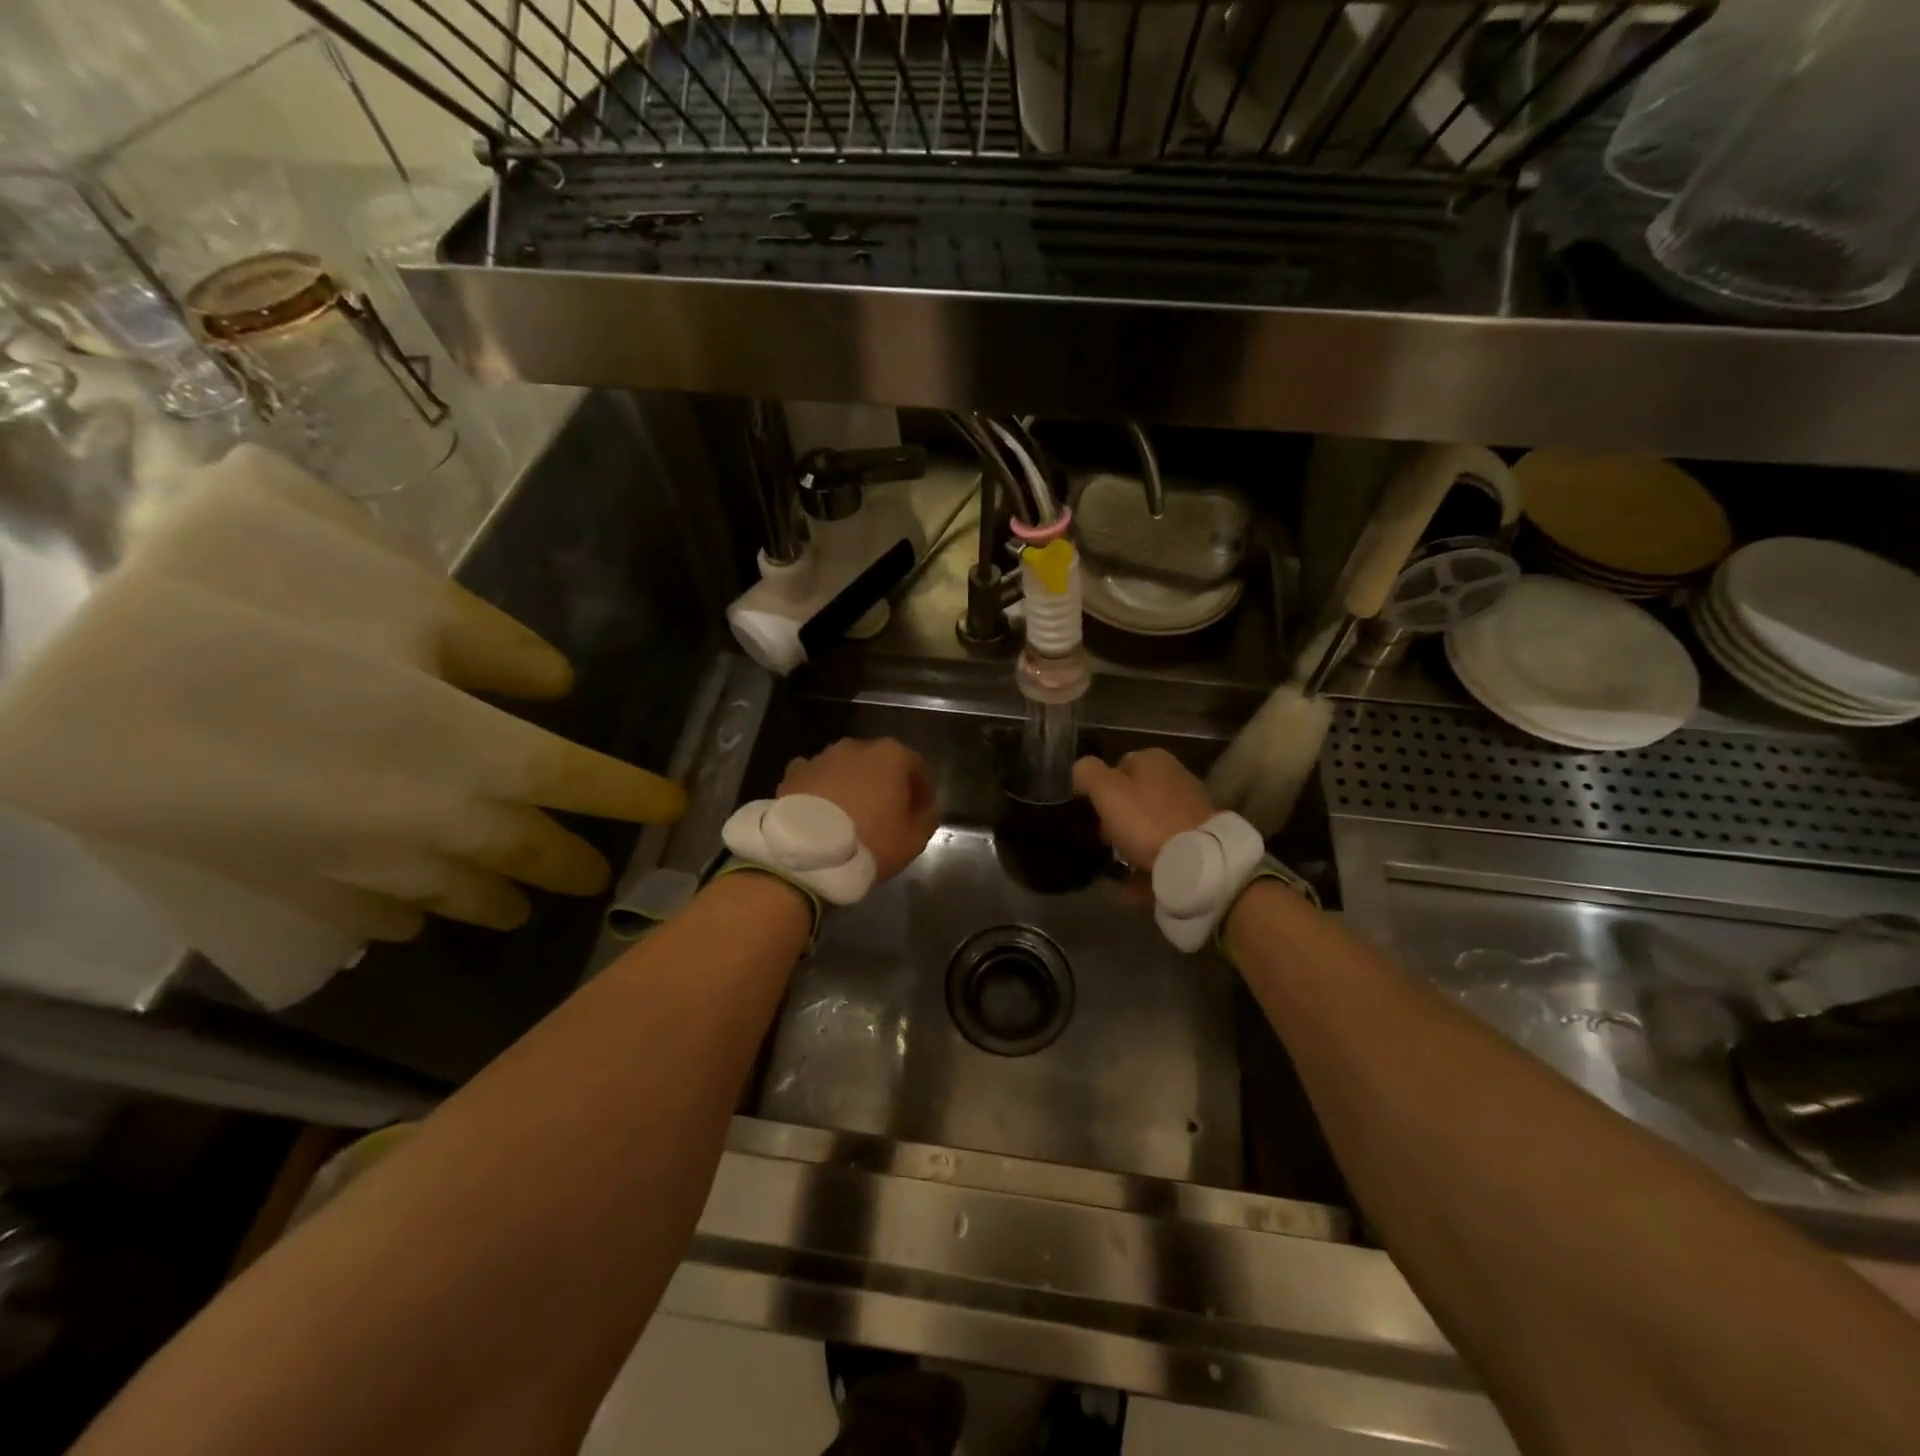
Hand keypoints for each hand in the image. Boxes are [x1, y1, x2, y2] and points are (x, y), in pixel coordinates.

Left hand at [779, 738, 939, 881]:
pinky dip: (821, 790)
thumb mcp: (914, 839)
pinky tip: (821, 813)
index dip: (922, 790)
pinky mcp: (792, 774)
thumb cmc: (870, 842)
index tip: (921, 811)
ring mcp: (821, 757)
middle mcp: (856, 747)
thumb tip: (927, 807)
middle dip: (884, 783)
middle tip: (886, 813)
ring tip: (850, 815)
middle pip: (879, 763)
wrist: (806, 853)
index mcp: (891, 755)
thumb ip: (927, 817)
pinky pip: (815, 779)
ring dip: (851, 785)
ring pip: (845, 768)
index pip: (916, 767)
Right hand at [1072, 748, 1214, 869]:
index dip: (1099, 790)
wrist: (1197, 860)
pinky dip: (1148, 864)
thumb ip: (1087, 773)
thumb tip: (1080, 770)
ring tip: (1116, 866)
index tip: (1091, 814)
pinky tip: (1132, 885)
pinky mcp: (1199, 838)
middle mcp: (1176, 777)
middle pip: (1134, 797)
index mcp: (1154, 759)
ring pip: (1149, 824)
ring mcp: (1190, 808)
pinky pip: (1164, 849)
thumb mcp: (1106, 790)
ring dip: (1131, 844)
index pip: (1116, 767)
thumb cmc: (1146, 820)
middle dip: (1116, 819)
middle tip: (1103, 841)